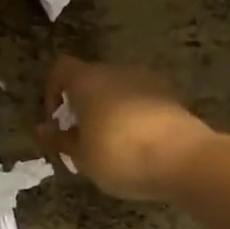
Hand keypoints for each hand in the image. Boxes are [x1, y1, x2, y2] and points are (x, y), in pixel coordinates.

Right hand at [37, 56, 224, 203]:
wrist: (185, 160)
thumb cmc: (120, 156)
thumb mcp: (81, 157)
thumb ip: (59, 140)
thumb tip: (43, 129)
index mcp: (87, 81)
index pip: (60, 68)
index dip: (51, 90)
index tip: (54, 119)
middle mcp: (116, 71)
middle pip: (90, 78)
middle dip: (82, 103)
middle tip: (80, 136)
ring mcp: (147, 81)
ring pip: (117, 89)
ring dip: (108, 110)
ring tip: (109, 143)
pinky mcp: (171, 96)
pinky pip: (140, 101)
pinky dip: (132, 116)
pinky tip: (136, 145)